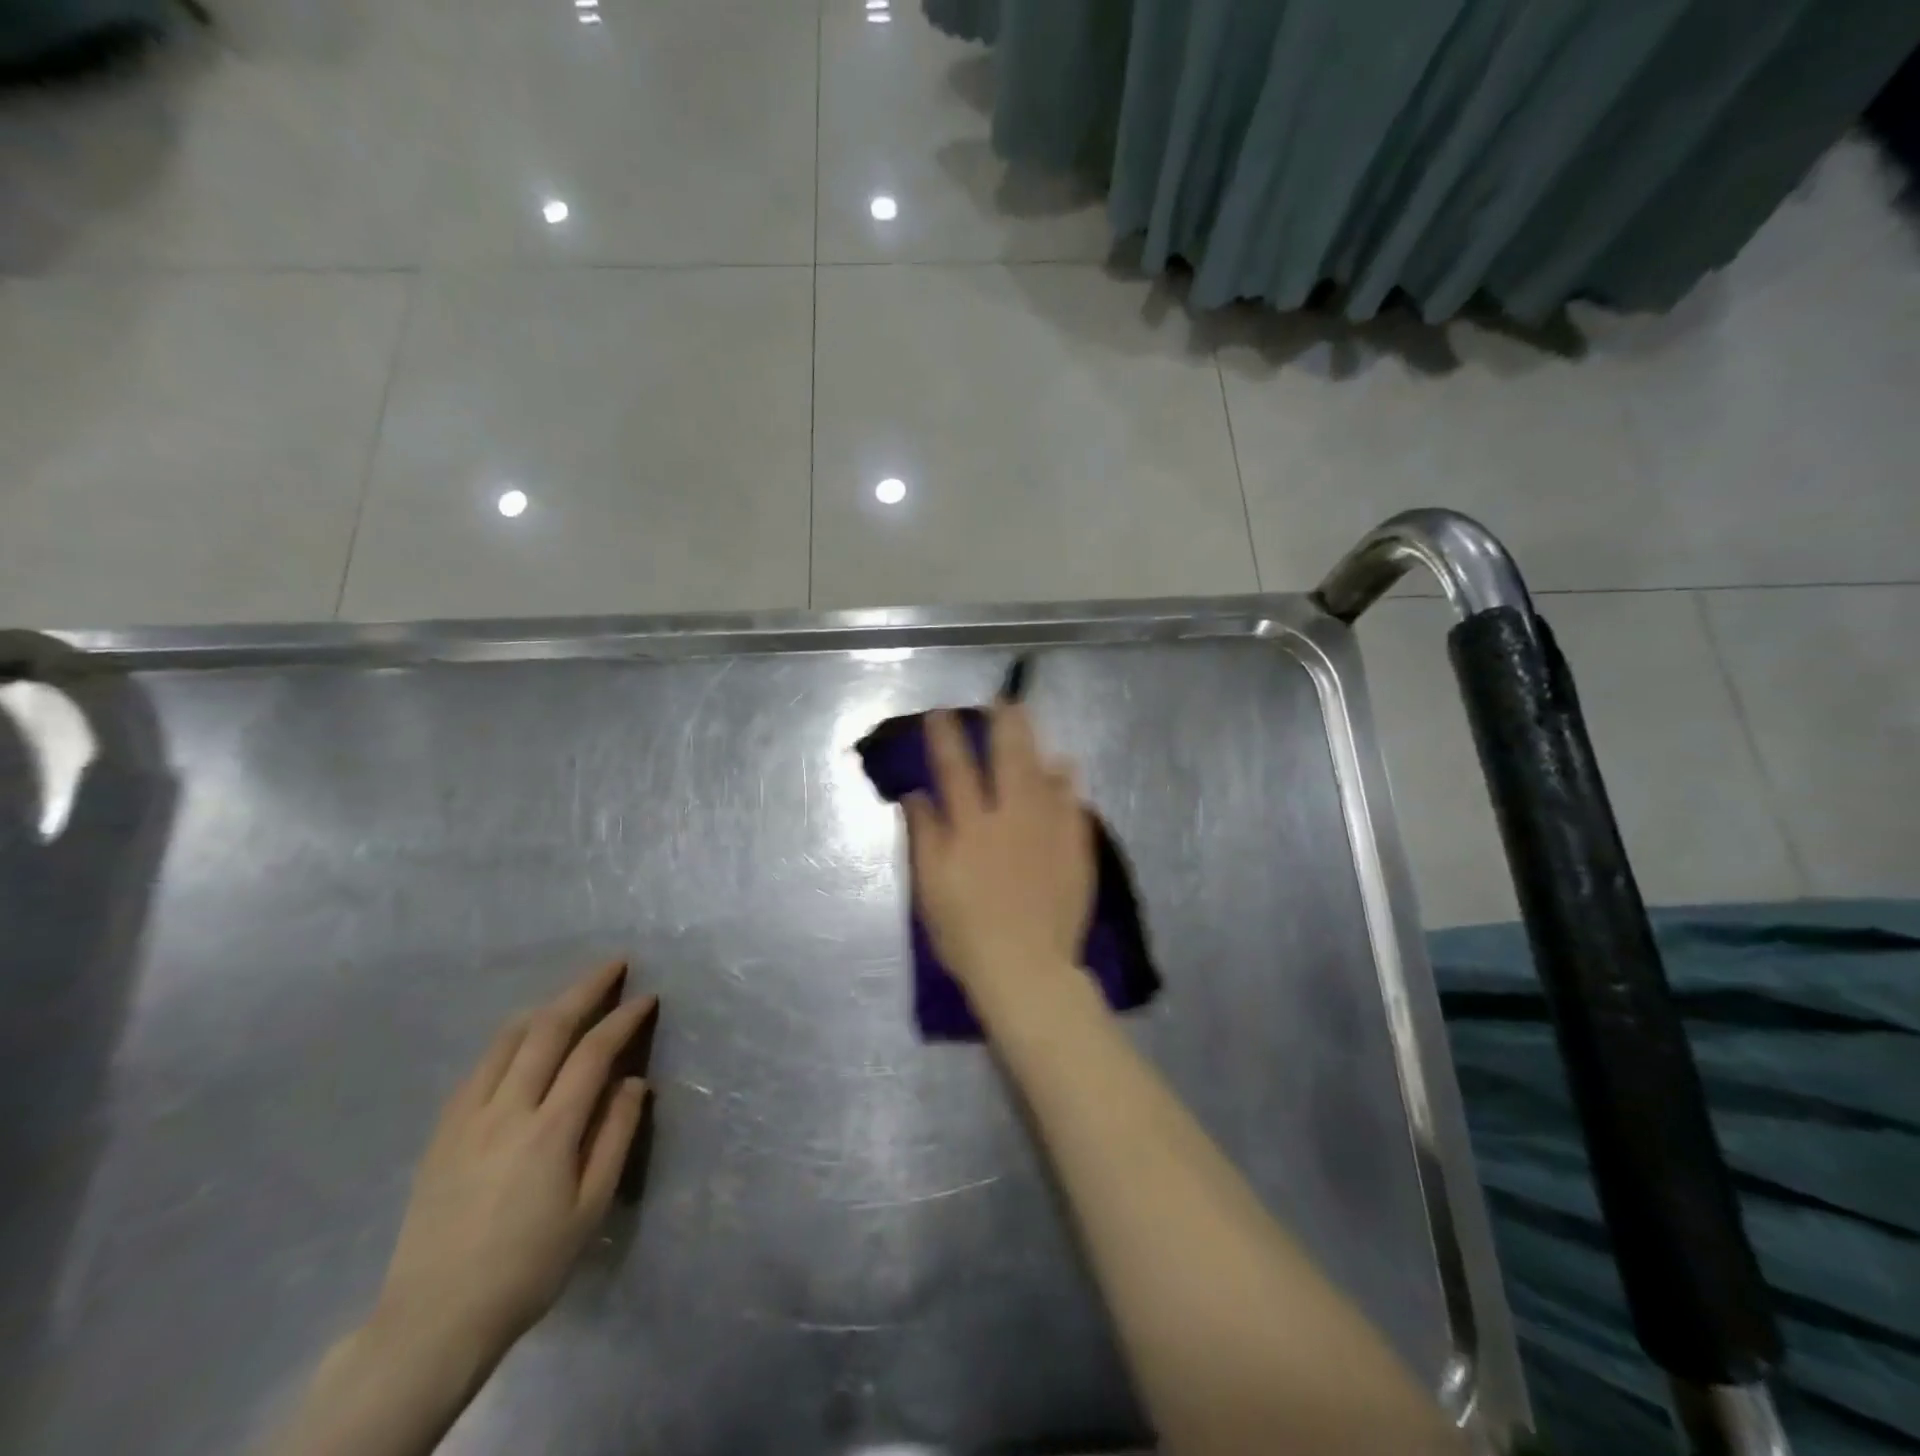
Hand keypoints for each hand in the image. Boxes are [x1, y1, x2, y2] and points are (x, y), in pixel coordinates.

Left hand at [374, 960, 656, 1364]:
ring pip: (508, 1039)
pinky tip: (522, 1039)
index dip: (623, 1018)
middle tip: (613, 965)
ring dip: (546, 1006)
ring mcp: (466, 1117)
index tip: (646, 998)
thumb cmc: (528, 1267)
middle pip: (548, 1028)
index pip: (593, 1052)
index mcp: (549, 1130)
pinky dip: (510, 1038)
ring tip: (571, 994)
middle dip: (585, 989)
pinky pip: (480, 1066)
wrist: (433, 1320)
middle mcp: (506, 1110)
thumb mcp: (589, 1209)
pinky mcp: (441, 1131)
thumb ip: (615, 1136)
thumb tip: (633, 1081)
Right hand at [903, 704, 1094, 1001]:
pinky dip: (1068, 783)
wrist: (1027, 970)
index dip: (947, 738)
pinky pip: (1073, 805)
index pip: (956, 770)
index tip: (942, 712)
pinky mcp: (1075, 849)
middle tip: (1003, 699)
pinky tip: (1067, 769)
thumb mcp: (931, 889)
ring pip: (1044, 774)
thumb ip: (924, 836)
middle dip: (1004, 725)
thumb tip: (915, 794)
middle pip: (1009, 760)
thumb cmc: (967, 934)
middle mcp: (1012, 818)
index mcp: (972, 828)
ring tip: (1032, 721)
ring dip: (1036, 744)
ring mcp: (1049, 831)